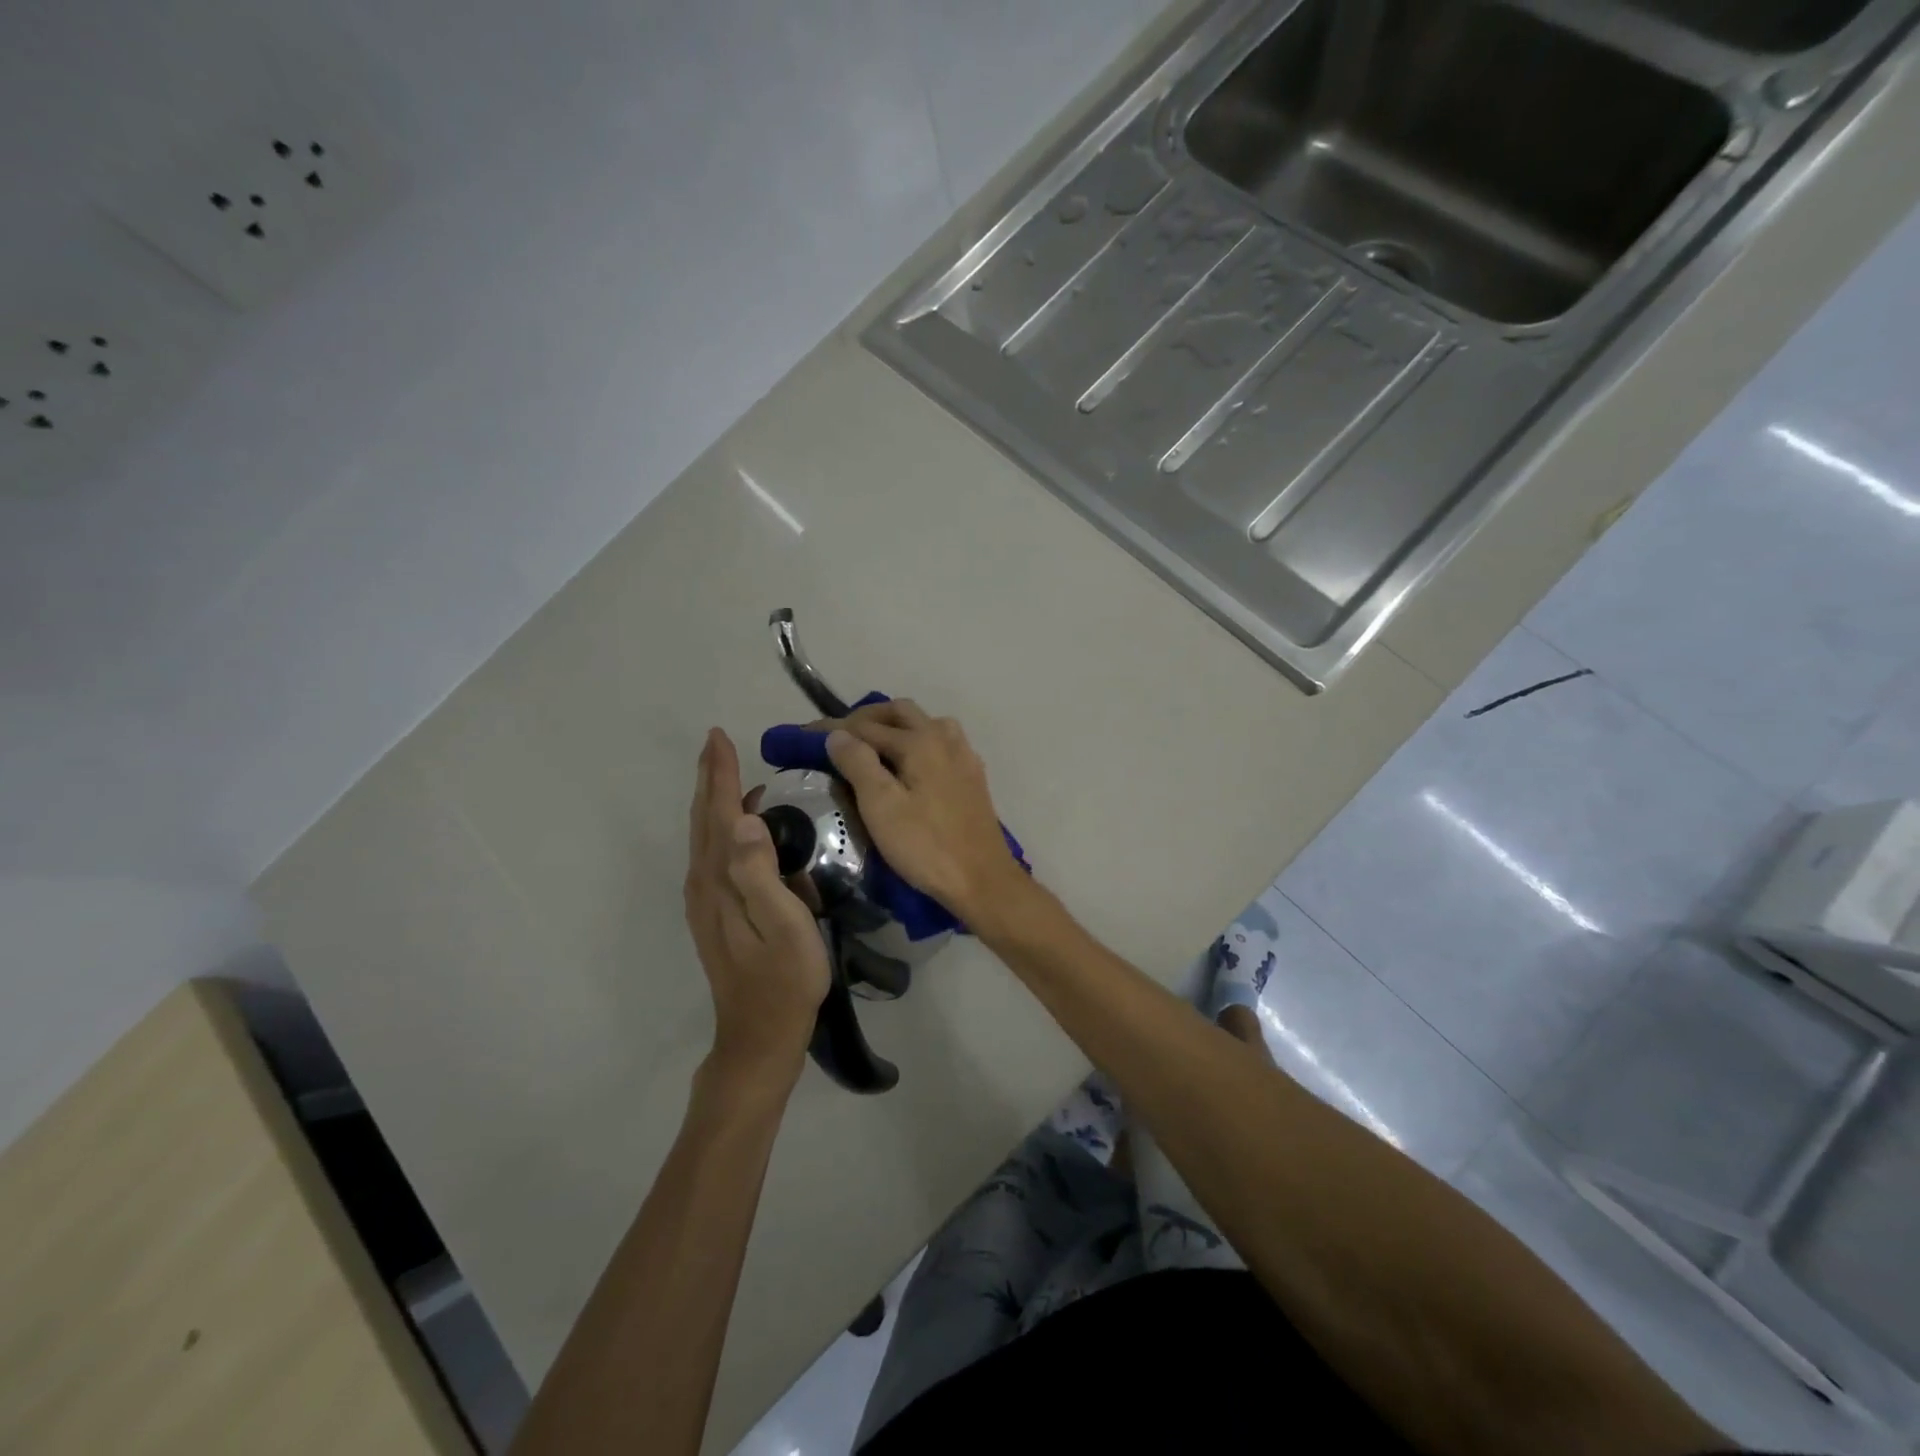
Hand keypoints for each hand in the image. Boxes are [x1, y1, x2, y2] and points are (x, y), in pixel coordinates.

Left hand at [684, 728, 830, 1088]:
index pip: (721, 814)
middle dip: (710, 778)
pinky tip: (739, 825)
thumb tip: (748, 819)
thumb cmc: (785, 979)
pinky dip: (720, 826)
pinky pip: (713, 854)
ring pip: (705, 836)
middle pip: (705, 819)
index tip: (719, 737)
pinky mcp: (714, 913)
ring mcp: (706, 900)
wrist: (760, 1035)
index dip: (721, 774)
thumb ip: (762, 874)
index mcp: (722, 880)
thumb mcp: (785, 927)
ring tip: (726, 772)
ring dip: (713, 799)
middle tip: (718, 743)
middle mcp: (705, 883)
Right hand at [823, 702, 1025, 924]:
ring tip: (872, 748)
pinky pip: (941, 743)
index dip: (832, 729)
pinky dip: (917, 742)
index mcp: (921, 741)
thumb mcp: (881, 807)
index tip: (804, 734)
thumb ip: (858, 764)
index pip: (866, 726)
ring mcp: (963, 756)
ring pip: (925, 724)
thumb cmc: (926, 846)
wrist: (982, 880)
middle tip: (839, 738)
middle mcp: (945, 738)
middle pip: (900, 713)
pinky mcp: (972, 777)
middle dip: (866, 719)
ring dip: (895, 727)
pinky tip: (909, 766)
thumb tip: (837, 734)